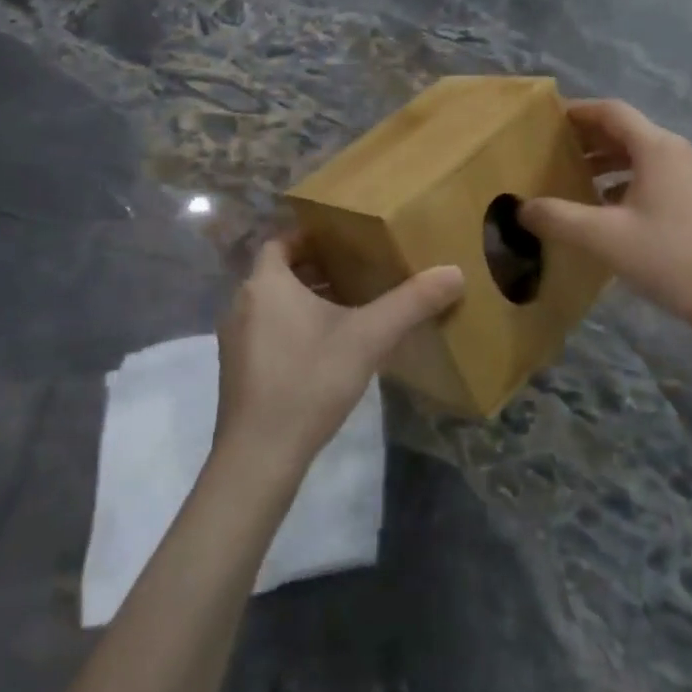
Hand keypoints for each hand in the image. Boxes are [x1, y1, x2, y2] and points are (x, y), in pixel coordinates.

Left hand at [215, 234, 463, 476]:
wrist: (259, 455)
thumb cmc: (310, 381)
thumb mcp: (369, 337)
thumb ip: (412, 302)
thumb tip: (455, 272)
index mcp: (265, 283)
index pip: (282, 240)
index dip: (311, 235)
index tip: (346, 239)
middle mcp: (243, 303)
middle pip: (280, 270)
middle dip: (317, 268)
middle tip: (359, 268)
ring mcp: (236, 339)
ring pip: (274, 302)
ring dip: (306, 298)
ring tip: (351, 304)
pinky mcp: (239, 369)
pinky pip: (268, 329)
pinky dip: (294, 325)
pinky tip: (329, 346)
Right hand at [521, 99, 691, 329]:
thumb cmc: (669, 258)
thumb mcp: (604, 238)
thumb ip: (558, 218)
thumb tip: (521, 208)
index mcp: (659, 148)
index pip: (612, 112)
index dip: (577, 111)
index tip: (547, 119)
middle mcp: (679, 151)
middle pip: (628, 130)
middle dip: (589, 137)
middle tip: (553, 150)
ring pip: (643, 154)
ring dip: (608, 160)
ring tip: (575, 177)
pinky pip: (657, 174)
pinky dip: (627, 179)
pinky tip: (608, 206)